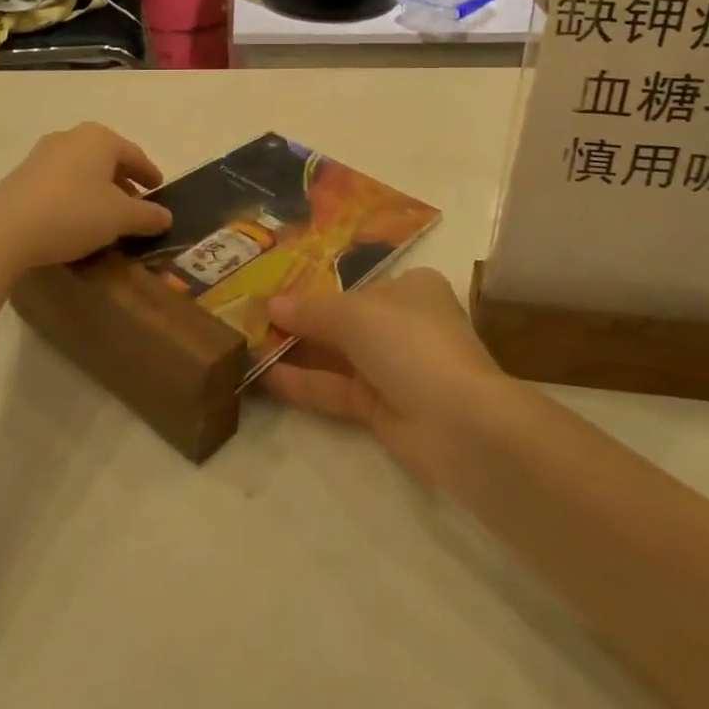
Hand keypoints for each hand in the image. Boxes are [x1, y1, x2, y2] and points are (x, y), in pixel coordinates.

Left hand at [0, 123, 172, 280]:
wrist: (3, 232)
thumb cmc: (73, 214)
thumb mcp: (120, 218)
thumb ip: (148, 216)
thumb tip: (166, 217)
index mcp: (100, 138)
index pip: (135, 155)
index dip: (150, 174)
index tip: (159, 190)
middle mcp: (71, 137)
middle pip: (107, 160)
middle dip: (123, 183)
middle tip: (135, 206)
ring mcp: (42, 154)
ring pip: (82, 170)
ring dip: (97, 191)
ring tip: (105, 217)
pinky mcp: (21, 176)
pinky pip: (60, 182)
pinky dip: (74, 197)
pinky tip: (75, 221)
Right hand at [261, 266, 514, 487]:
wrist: (460, 422)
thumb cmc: (410, 343)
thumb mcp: (354, 315)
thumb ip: (310, 311)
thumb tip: (271, 304)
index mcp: (410, 288)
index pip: (356, 286)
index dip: (315, 289)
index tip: (275, 293)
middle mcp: (404, 323)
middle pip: (344, 321)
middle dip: (300, 322)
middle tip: (252, 321)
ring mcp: (395, 368)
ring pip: (337, 356)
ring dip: (297, 352)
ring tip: (248, 346)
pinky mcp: (383, 409)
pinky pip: (337, 389)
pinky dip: (305, 383)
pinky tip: (265, 377)